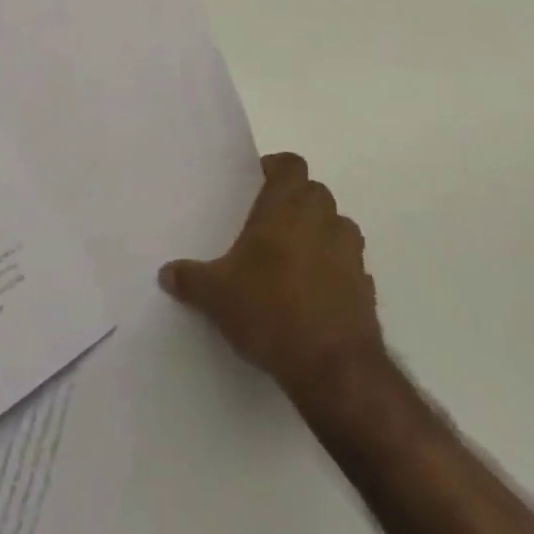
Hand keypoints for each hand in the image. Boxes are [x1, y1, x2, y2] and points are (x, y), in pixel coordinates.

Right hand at [159, 152, 387, 406]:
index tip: (256, 185)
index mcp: (286, 208)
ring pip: (337, 226)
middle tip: (267, 225)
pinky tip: (313, 295)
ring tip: (292, 260)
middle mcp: (322, 220)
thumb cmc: (269, 311)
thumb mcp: (215, 296)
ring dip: (319, 234)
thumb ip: (190, 279)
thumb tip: (166, 273)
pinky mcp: (367, 288)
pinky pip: (349, 265)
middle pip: (314, 192)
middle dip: (295, 202)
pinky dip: (334, 271)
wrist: (333, 369)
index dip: (275, 169)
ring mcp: (350, 253)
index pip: (290, 164)